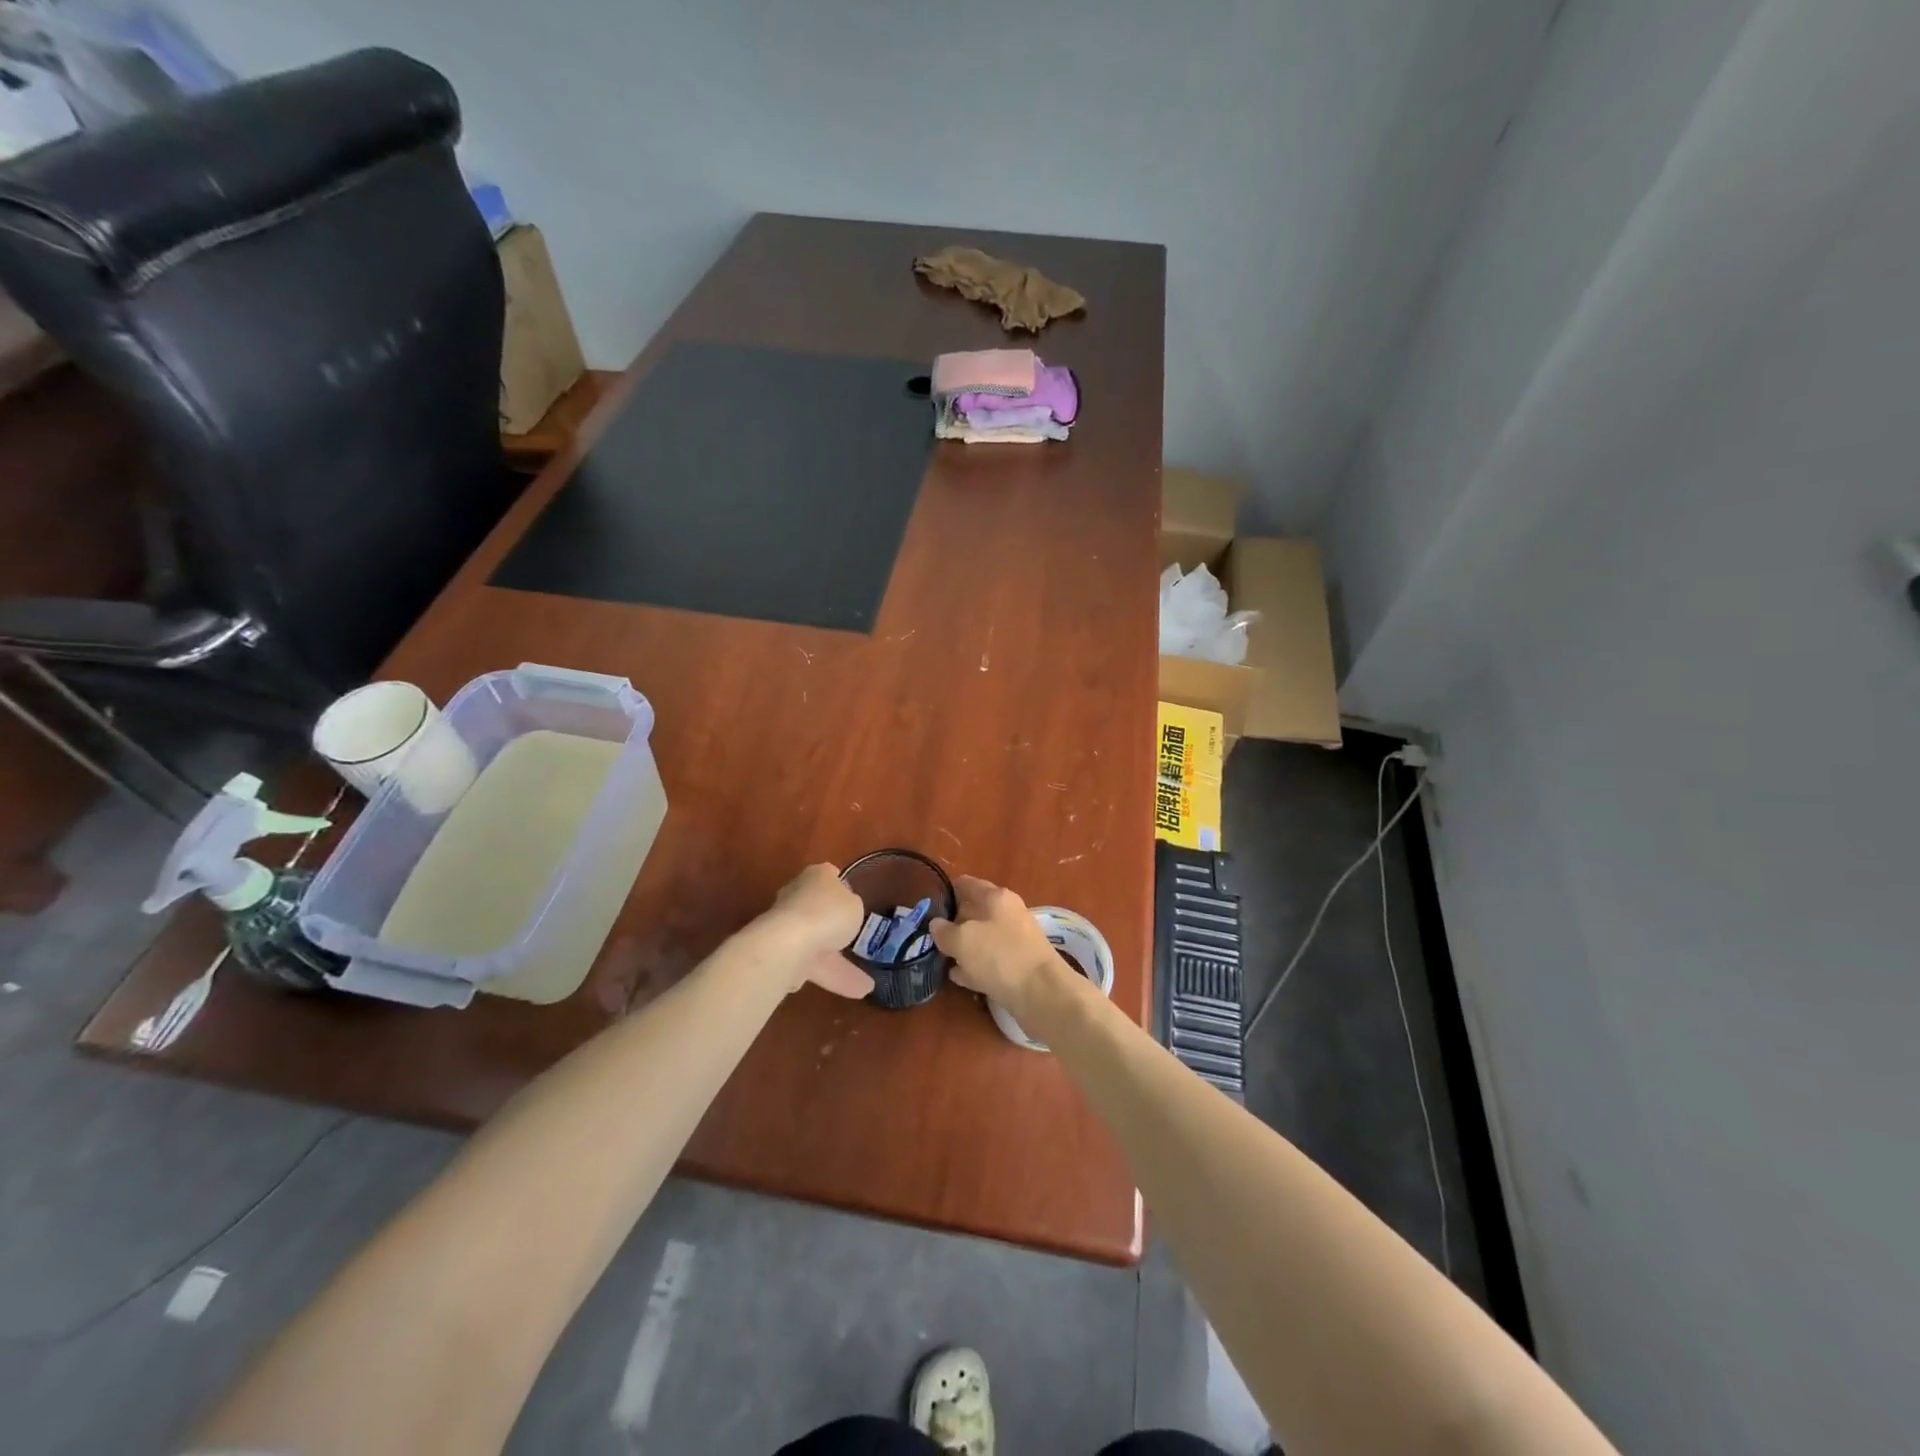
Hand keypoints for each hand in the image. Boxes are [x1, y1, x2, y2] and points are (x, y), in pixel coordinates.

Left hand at [751, 863, 872, 998]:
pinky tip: (849, 991)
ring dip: (837, 963)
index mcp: (817, 876)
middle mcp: (797, 895)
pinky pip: (808, 964)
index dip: (841, 887)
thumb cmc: (828, 913)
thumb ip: (851, 906)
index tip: (852, 901)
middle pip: (818, 910)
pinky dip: (827, 976)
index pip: (829, 876)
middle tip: (854, 942)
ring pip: (815, 943)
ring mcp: (785, 925)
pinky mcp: (779, 951)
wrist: (788, 944)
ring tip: (865, 986)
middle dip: (834, 928)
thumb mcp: (854, 905)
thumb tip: (844, 912)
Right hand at [928, 876, 1064, 1019]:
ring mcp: (1015, 940)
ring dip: (963, 946)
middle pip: (974, 912)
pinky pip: (990, 961)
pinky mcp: (1018, 966)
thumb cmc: (1000, 956)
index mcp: (996, 897)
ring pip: (982, 938)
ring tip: (938, 956)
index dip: (946, 891)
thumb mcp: (962, 940)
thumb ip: (944, 931)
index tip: (927, 903)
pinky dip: (974, 966)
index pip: (966, 884)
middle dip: (953, 922)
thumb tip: (936, 924)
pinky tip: (957, 976)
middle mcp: (1008, 914)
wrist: (1042, 993)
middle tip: (928, 934)